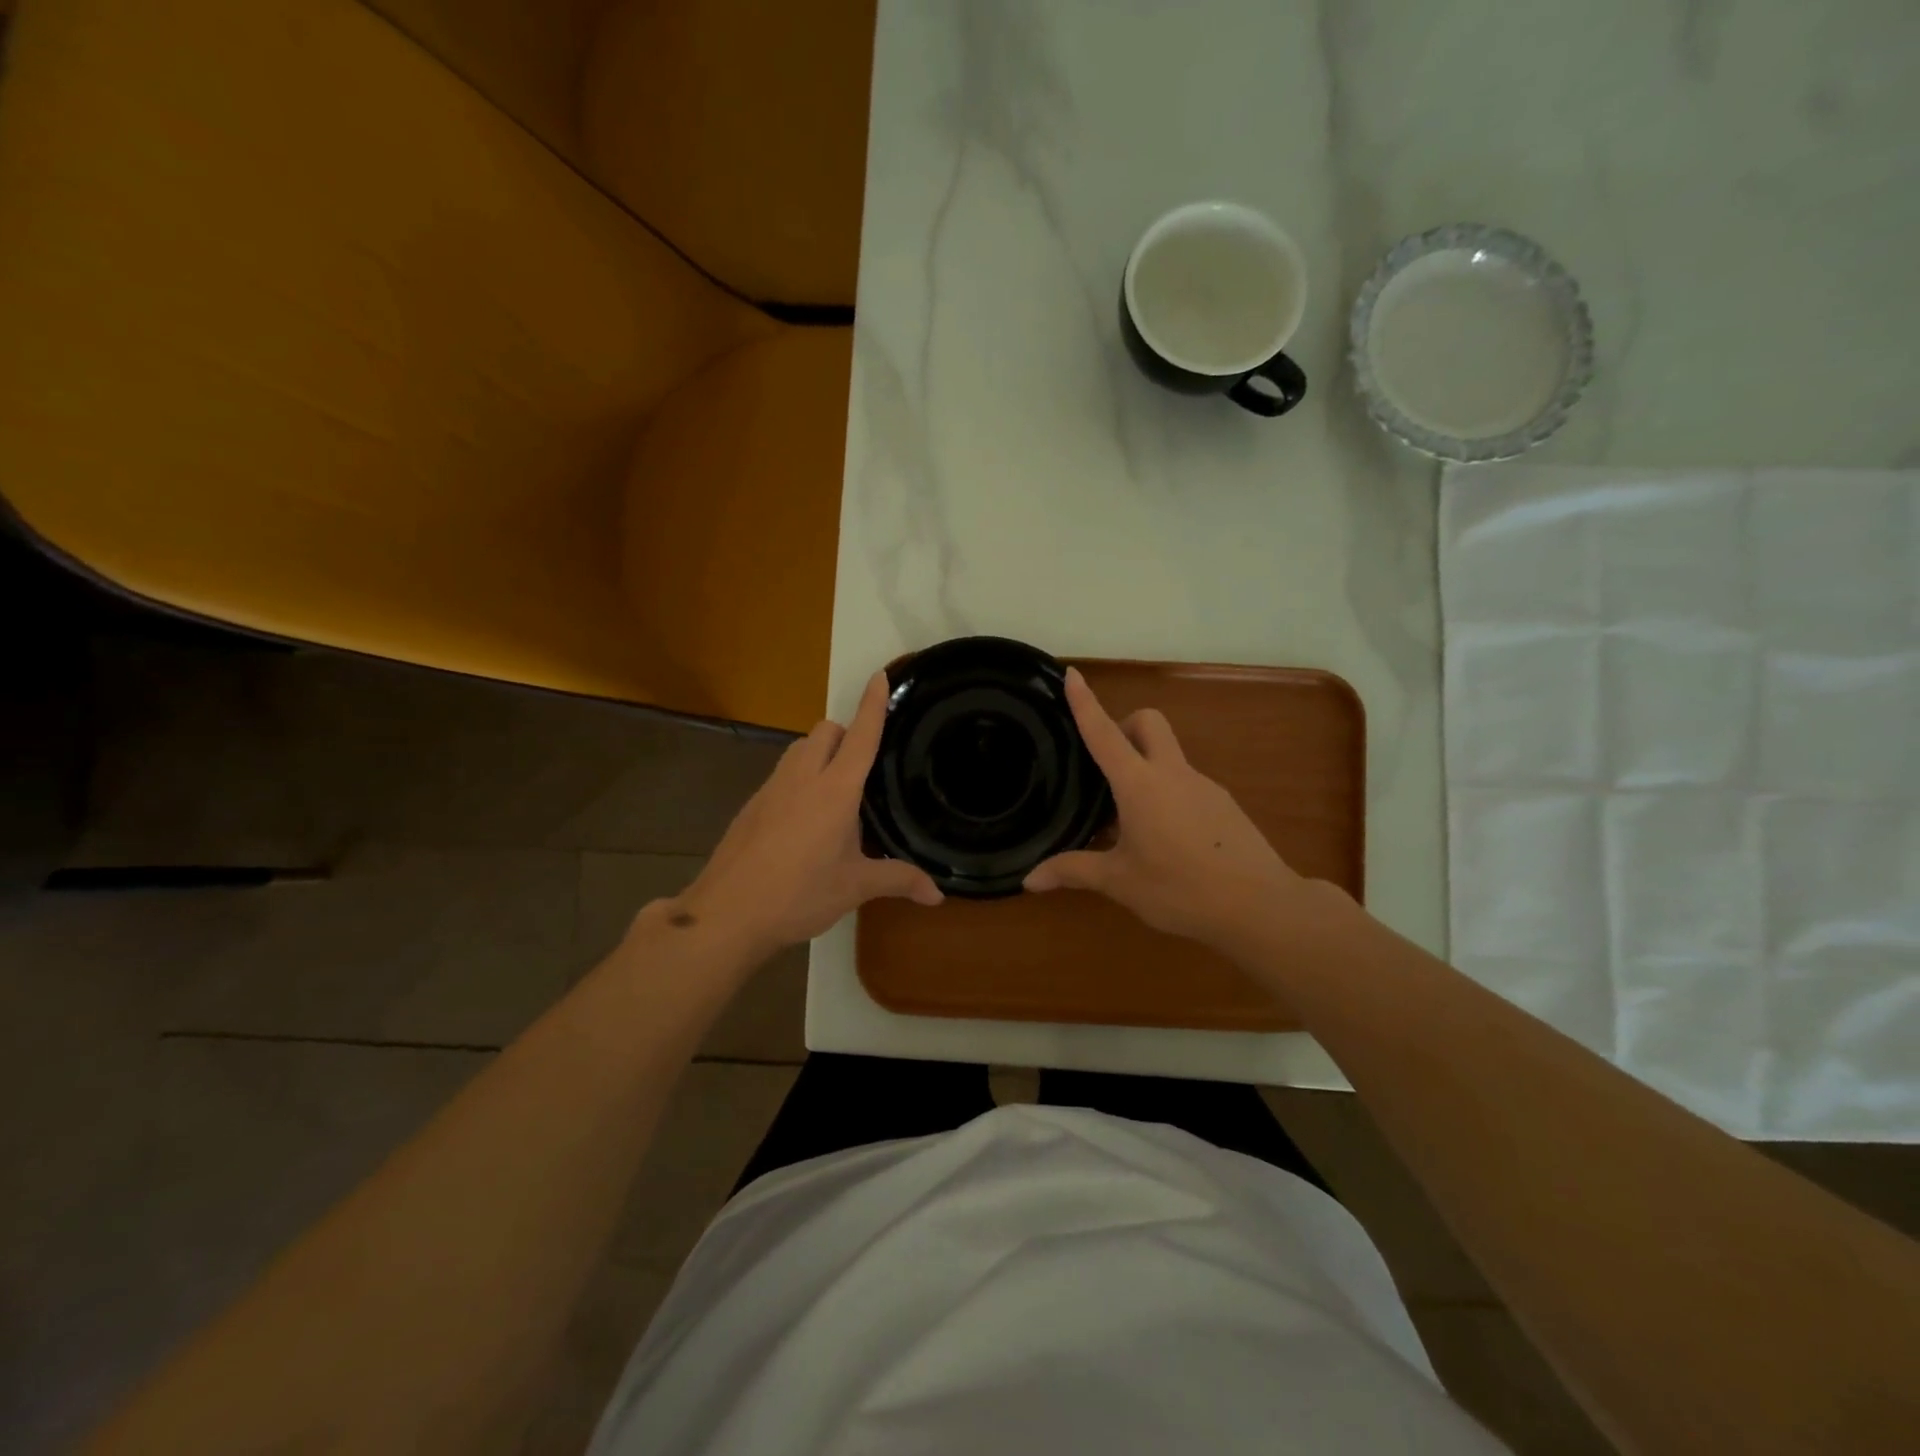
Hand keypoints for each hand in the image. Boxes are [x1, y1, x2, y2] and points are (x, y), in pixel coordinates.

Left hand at [664, 673, 942, 960]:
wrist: (727, 913)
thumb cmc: (799, 894)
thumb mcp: (854, 887)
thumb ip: (898, 880)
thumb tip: (938, 895)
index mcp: (835, 790)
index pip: (860, 735)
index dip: (873, 705)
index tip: (879, 676)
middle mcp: (802, 778)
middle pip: (825, 731)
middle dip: (846, 733)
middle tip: (863, 766)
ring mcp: (772, 789)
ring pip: (799, 748)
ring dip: (820, 752)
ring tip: (835, 792)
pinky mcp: (752, 805)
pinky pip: (782, 774)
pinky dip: (799, 778)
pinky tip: (804, 820)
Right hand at [1024, 668, 1332, 950]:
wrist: (1260, 906)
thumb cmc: (1180, 889)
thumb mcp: (1120, 882)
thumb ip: (1074, 872)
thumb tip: (1029, 880)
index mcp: (1140, 785)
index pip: (1104, 733)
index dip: (1085, 702)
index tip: (1072, 674)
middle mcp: (1172, 774)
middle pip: (1148, 722)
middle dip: (1124, 724)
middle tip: (1105, 765)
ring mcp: (1204, 786)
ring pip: (1169, 755)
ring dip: (1145, 768)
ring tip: (1129, 821)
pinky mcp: (1224, 804)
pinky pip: (1186, 784)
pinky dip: (1167, 794)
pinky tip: (1165, 839)